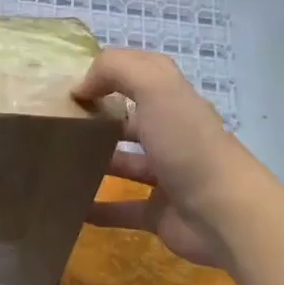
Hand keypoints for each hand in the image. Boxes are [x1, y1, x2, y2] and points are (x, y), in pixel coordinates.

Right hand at [74, 49, 243, 269]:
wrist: (225, 215)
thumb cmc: (189, 145)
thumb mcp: (155, 88)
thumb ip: (116, 70)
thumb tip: (82, 86)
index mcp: (175, 103)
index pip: (143, 76)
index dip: (111, 74)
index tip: (73, 85)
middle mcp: (173, 136)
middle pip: (132, 121)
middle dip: (99, 119)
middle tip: (59, 123)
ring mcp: (166, 177)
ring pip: (125, 164)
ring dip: (95, 162)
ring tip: (58, 162)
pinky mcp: (159, 213)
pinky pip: (121, 209)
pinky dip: (97, 209)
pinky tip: (70, 207)